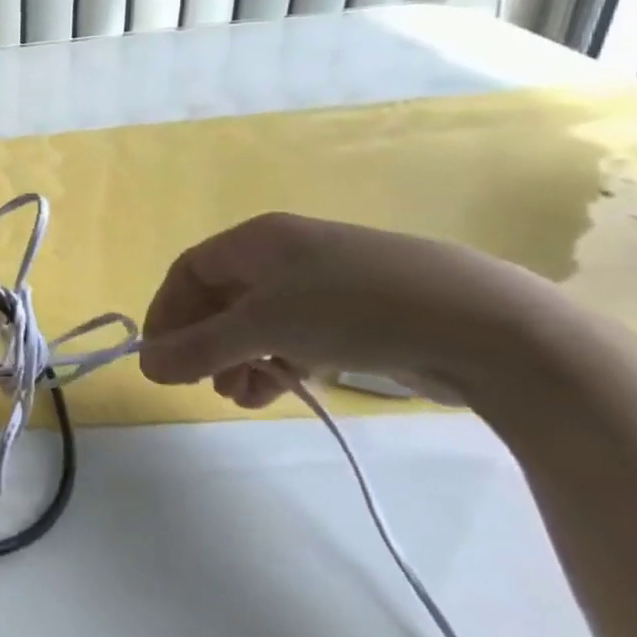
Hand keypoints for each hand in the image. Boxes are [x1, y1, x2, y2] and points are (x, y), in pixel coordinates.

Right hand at [138, 213, 559, 409]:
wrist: (491, 327)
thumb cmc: (355, 308)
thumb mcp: (264, 327)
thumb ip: (199, 348)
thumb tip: (145, 367)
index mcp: (258, 240)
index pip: (189, 271)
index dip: (167, 312)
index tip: (158, 355)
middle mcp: (288, 255)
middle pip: (223, 298)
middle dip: (206, 342)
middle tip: (198, 382)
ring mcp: (328, 285)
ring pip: (261, 322)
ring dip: (239, 359)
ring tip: (238, 397)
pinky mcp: (363, 316)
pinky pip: (299, 337)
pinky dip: (279, 364)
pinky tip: (276, 394)